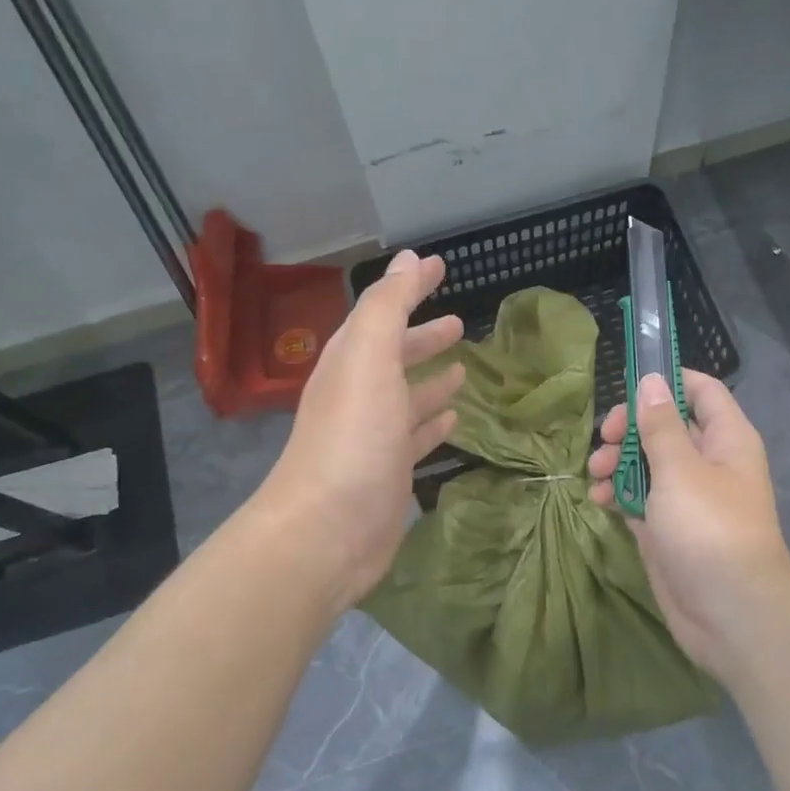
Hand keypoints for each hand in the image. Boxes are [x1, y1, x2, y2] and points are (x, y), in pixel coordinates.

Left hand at [257, 250, 463, 612]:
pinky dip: (433, 422)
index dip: (410, 288)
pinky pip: (416, 437)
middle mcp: (360, 395)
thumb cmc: (352, 437)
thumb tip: (409, 259)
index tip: (441, 267)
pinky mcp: (390, 473)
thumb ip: (387, 306)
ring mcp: (374, 437)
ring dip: (431, 380)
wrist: (327, 531)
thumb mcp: (368, 358)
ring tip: (462, 369)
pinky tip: (454, 418)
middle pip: (394, 356)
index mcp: (351, 362)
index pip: (382, 313)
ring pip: (407, 397)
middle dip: (423, 337)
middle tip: (459, 323)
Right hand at [588, 369, 789, 682]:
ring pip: (647, 462)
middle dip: (630, 428)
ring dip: (617, 463)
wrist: (730, 614)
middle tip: (605, 439)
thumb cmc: (709, 529)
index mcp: (725, 439)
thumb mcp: (680, 470)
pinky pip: (639, 498)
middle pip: (665, 425)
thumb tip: (651, 380)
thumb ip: (661, 425)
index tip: (627, 385)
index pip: (700, 390)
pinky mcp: (667, 527)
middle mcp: (708, 462)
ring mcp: (687, 497)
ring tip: (596, 474)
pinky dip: (617, 494)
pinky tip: (598, 501)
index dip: (666, 381)